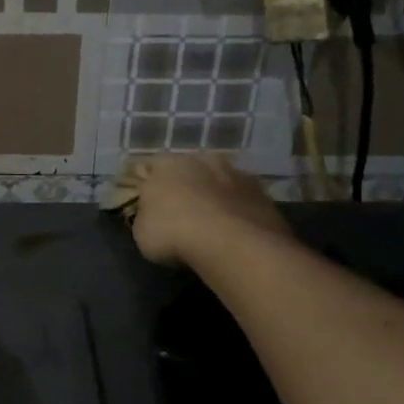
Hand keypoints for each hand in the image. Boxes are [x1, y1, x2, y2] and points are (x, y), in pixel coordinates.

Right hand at [125, 154, 290, 266]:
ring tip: (214, 225)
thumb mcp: (142, 231)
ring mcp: (235, 173)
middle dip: (188, 187)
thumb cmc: (174, 233)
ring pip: (220, 182)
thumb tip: (153, 214)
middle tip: (184, 213)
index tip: (152, 205)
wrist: (231, 243)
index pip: (151, 168)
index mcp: (166, 164)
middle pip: (190, 170)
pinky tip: (237, 232)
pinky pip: (243, 200)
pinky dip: (239, 211)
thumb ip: (147, 216)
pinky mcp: (262, 193)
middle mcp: (201, 160)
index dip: (150, 186)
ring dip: (216, 197)